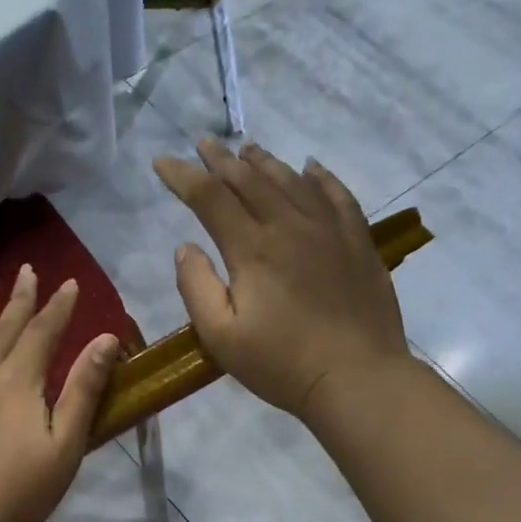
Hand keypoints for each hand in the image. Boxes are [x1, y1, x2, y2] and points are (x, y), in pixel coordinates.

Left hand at [0, 264, 120, 521]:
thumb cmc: (18, 491)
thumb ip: (84, 389)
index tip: (69, 283)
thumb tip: (106, 338)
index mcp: (20, 380)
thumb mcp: (65, 445)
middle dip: (20, 297)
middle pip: (6, 326)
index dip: (59, 306)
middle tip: (27, 269)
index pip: (44, 331)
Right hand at [154, 139, 410, 421]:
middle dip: (221, 161)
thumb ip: (197, 288)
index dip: (183, 177)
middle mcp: (290, 226)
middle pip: (250, 180)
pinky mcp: (358, 242)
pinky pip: (338, 195)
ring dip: (264, 163)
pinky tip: (311, 168)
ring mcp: (330, 230)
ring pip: (292, 181)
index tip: (162, 162)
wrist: (356, 378)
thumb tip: (185, 247)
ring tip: (246, 149)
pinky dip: (320, 177)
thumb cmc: (281, 364)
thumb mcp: (221, 337)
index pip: (210, 198)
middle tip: (203, 143)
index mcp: (252, 249)